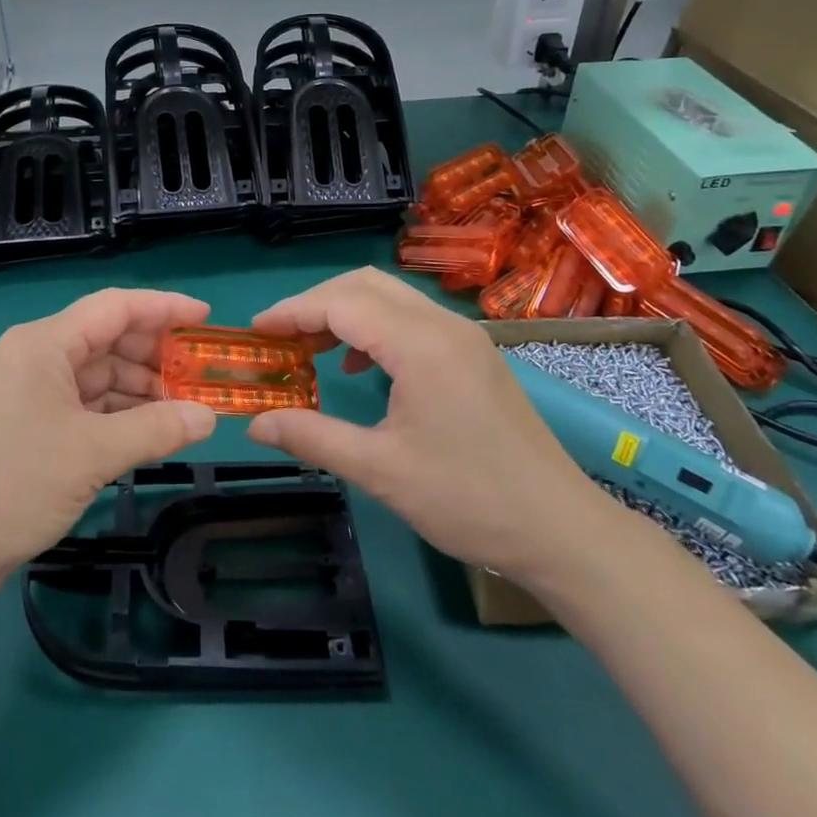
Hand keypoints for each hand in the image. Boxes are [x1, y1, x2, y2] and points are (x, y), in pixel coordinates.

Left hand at [0, 289, 217, 588]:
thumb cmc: (14, 484)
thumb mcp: (93, 454)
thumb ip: (157, 428)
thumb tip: (209, 418)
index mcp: (44, 344)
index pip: (114, 307)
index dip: (164, 308)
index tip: (206, 317)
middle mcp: (35, 356)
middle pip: (107, 340)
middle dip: (156, 355)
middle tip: (202, 374)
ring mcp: (30, 392)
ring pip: (97, 375)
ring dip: (140, 390)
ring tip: (186, 409)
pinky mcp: (29, 425)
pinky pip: (85, 405)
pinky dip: (118, 415)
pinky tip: (150, 432)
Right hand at [246, 268, 607, 580]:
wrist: (562, 531)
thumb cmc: (468, 500)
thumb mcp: (380, 470)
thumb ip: (312, 437)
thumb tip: (255, 424)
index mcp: (420, 344)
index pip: (341, 302)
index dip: (292, 311)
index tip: (256, 332)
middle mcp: (443, 325)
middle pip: (365, 285)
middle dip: (315, 303)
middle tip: (280, 337)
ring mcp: (465, 337)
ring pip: (391, 297)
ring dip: (345, 312)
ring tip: (310, 349)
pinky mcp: (475, 354)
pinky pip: (412, 319)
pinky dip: (375, 327)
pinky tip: (360, 367)